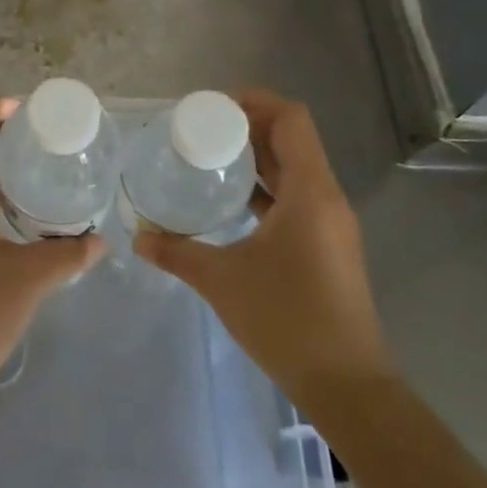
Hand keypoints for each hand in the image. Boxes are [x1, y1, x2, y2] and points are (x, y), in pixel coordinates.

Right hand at [133, 87, 394, 419]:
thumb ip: (177, 252)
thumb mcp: (222, 280)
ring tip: (211, 156)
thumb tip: (138, 238)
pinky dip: (266, 187)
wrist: (347, 386)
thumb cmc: (288, 319)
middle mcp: (326, 198)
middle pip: (292, 140)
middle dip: (249, 126)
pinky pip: (296, 197)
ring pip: (295, 169)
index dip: (256, 101)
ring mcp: (330, 224)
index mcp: (310, 192)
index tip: (214, 106)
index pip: (292, 120)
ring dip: (257, 156)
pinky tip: (231, 200)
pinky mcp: (326, 246)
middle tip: (201, 128)